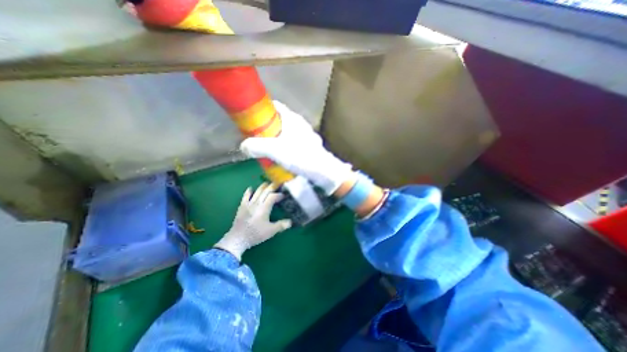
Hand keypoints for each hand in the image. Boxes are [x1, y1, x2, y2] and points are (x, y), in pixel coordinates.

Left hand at [215, 182, 292, 259]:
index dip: (279, 195)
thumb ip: (281, 225)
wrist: (238, 238)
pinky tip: (250, 189)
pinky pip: (245, 196)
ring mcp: (248, 204)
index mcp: (264, 207)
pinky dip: (248, 191)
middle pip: (265, 191)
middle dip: (272, 187)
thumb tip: (290, 222)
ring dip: (262, 187)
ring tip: (267, 183)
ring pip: (256, 192)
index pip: (273, 196)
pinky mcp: (242, 206)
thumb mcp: (271, 231)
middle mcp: (257, 203)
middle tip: (277, 184)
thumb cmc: (256, 234)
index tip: (284, 195)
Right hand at [240, 101, 354, 194]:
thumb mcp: (276, 151)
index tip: (251, 119)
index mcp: (292, 118)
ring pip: (286, 132)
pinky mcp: (309, 145)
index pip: (274, 106)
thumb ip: (257, 146)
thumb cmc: (301, 157)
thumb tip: (244, 146)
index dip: (262, 110)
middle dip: (267, 128)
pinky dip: (285, 146)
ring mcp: (306, 135)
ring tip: (267, 150)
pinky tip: (281, 157)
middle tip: (257, 139)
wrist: (324, 171)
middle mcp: (300, 124)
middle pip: (279, 120)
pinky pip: (293, 142)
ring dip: (276, 139)